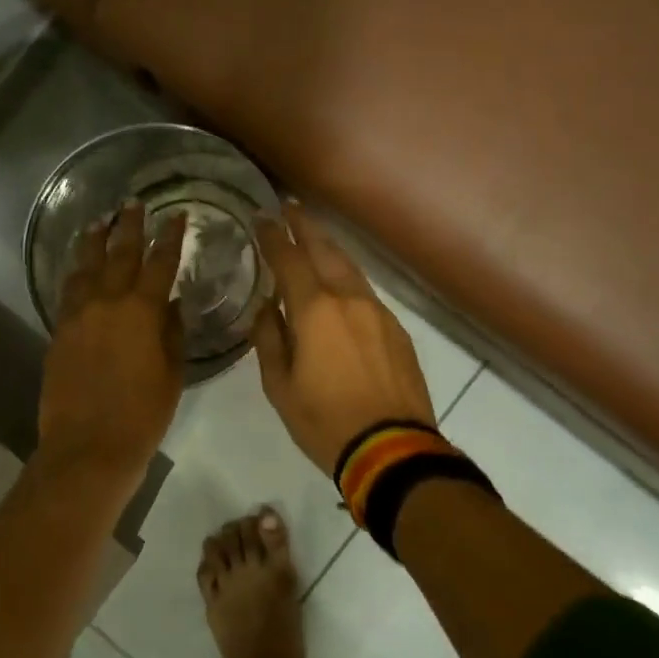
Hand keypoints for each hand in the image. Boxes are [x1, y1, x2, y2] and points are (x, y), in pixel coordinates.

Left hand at [38, 203, 188, 480]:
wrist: (88, 447)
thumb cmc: (143, 414)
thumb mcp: (172, 373)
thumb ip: (172, 332)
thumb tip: (171, 303)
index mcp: (142, 311)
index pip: (160, 262)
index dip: (170, 237)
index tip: (176, 216)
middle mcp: (108, 302)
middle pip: (120, 254)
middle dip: (129, 227)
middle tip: (134, 205)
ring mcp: (78, 315)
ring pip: (86, 266)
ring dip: (94, 241)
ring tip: (99, 221)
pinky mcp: (59, 331)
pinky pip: (68, 291)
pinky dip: (75, 272)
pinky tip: (78, 265)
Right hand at [252, 204, 434, 474]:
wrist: (393, 450)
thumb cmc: (325, 421)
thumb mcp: (280, 386)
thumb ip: (269, 340)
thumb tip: (266, 308)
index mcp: (315, 311)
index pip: (289, 260)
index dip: (273, 236)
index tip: (261, 218)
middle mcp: (349, 300)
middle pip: (326, 250)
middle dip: (306, 226)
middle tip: (291, 207)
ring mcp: (379, 313)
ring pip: (350, 268)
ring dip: (329, 248)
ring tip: (314, 238)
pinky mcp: (397, 330)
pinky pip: (366, 292)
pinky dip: (348, 278)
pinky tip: (340, 285)